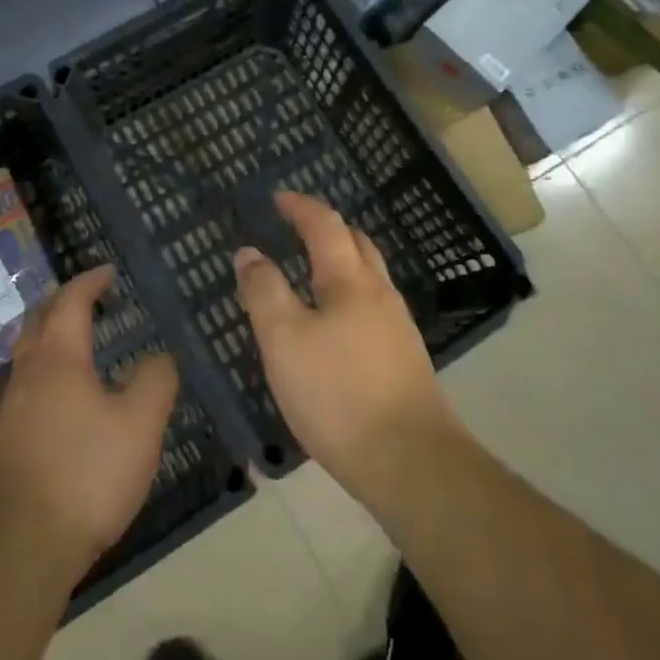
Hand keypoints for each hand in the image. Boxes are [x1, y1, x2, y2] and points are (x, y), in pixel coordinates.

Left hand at [0, 266, 179, 583]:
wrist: (19, 548)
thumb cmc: (86, 473)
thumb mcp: (140, 423)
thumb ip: (155, 380)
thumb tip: (159, 356)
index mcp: (59, 358)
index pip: (72, 302)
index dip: (91, 281)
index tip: (108, 272)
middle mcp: (28, 374)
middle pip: (39, 321)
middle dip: (63, 302)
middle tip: (89, 298)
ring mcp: (10, 410)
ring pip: (29, 355)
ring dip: (52, 337)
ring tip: (80, 343)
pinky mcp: (5, 444)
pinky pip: (28, 386)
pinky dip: (48, 370)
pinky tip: (65, 398)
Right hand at [235, 193, 461, 508]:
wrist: (410, 461)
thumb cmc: (338, 393)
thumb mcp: (284, 340)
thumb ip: (264, 291)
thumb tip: (249, 252)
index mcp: (350, 281)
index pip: (325, 225)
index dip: (300, 207)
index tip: (278, 197)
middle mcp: (379, 293)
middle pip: (356, 243)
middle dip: (326, 228)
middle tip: (296, 227)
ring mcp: (397, 326)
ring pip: (368, 276)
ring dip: (340, 261)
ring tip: (310, 272)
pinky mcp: (403, 358)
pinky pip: (372, 306)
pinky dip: (348, 293)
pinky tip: (334, 323)